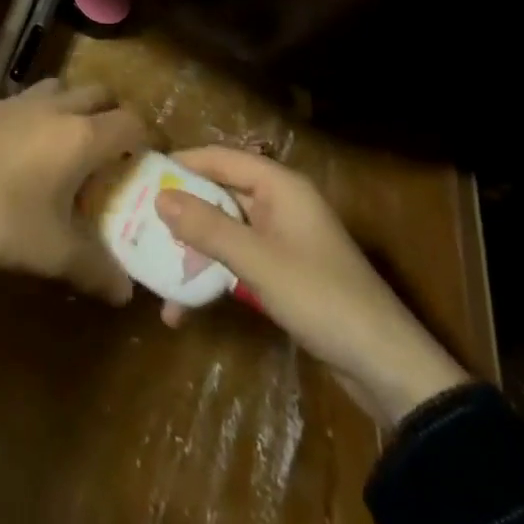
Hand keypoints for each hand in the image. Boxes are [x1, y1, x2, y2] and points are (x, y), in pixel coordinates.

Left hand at [0, 80, 147, 302]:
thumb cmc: (0, 215)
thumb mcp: (51, 252)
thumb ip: (94, 268)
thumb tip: (125, 292)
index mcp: (82, 136)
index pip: (131, 121)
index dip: (148, 138)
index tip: (150, 162)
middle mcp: (58, 107)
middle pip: (101, 93)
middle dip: (114, 116)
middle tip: (113, 153)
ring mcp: (22, 100)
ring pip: (64, 88)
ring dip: (77, 107)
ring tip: (71, 145)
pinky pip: (31, 98)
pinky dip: (43, 113)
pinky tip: (28, 147)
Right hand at [156, 146, 469, 426]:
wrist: (385, 365)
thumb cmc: (321, 297)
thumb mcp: (258, 262)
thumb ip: (208, 227)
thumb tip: (160, 197)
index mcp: (279, 185)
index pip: (220, 158)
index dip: (182, 163)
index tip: (142, 174)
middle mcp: (279, 203)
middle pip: (220, 194)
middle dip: (182, 211)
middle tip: (138, 222)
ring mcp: (281, 239)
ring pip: (225, 231)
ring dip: (192, 250)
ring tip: (153, 270)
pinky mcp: (282, 273)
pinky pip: (237, 261)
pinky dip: (212, 275)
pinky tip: (183, 306)